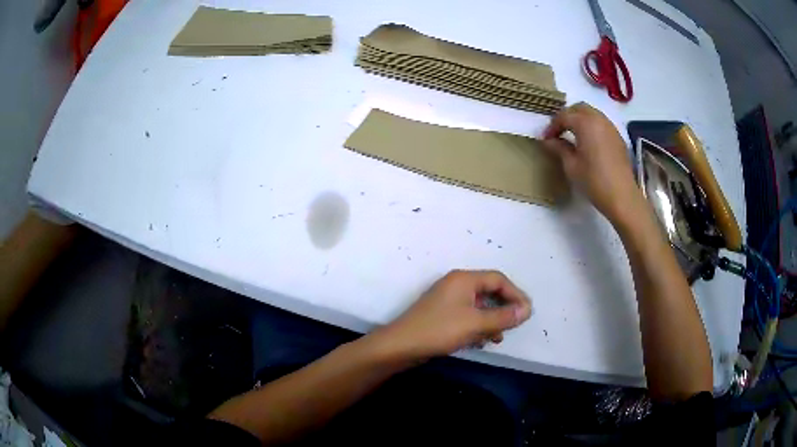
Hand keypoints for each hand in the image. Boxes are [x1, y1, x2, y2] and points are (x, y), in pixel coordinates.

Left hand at [369, 270, 531, 360]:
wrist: (401, 346)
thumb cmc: (440, 330)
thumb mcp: (476, 324)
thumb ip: (503, 317)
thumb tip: (527, 309)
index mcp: (464, 279)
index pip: (498, 279)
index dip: (516, 294)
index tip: (527, 312)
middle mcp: (457, 285)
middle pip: (489, 292)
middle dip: (503, 310)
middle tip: (514, 325)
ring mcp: (448, 300)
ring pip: (479, 307)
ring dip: (491, 321)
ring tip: (497, 338)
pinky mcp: (442, 315)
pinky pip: (467, 316)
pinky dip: (477, 327)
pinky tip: (480, 341)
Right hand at [541, 102, 642, 223]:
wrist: (622, 196)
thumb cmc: (594, 181)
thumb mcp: (571, 166)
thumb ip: (559, 148)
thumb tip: (549, 141)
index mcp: (585, 123)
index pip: (564, 116)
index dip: (552, 126)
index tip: (546, 140)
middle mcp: (599, 119)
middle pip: (579, 108)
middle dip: (567, 116)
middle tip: (558, 132)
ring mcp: (610, 127)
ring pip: (591, 113)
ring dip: (580, 119)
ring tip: (572, 136)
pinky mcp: (617, 137)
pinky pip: (601, 123)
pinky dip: (591, 126)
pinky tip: (588, 142)